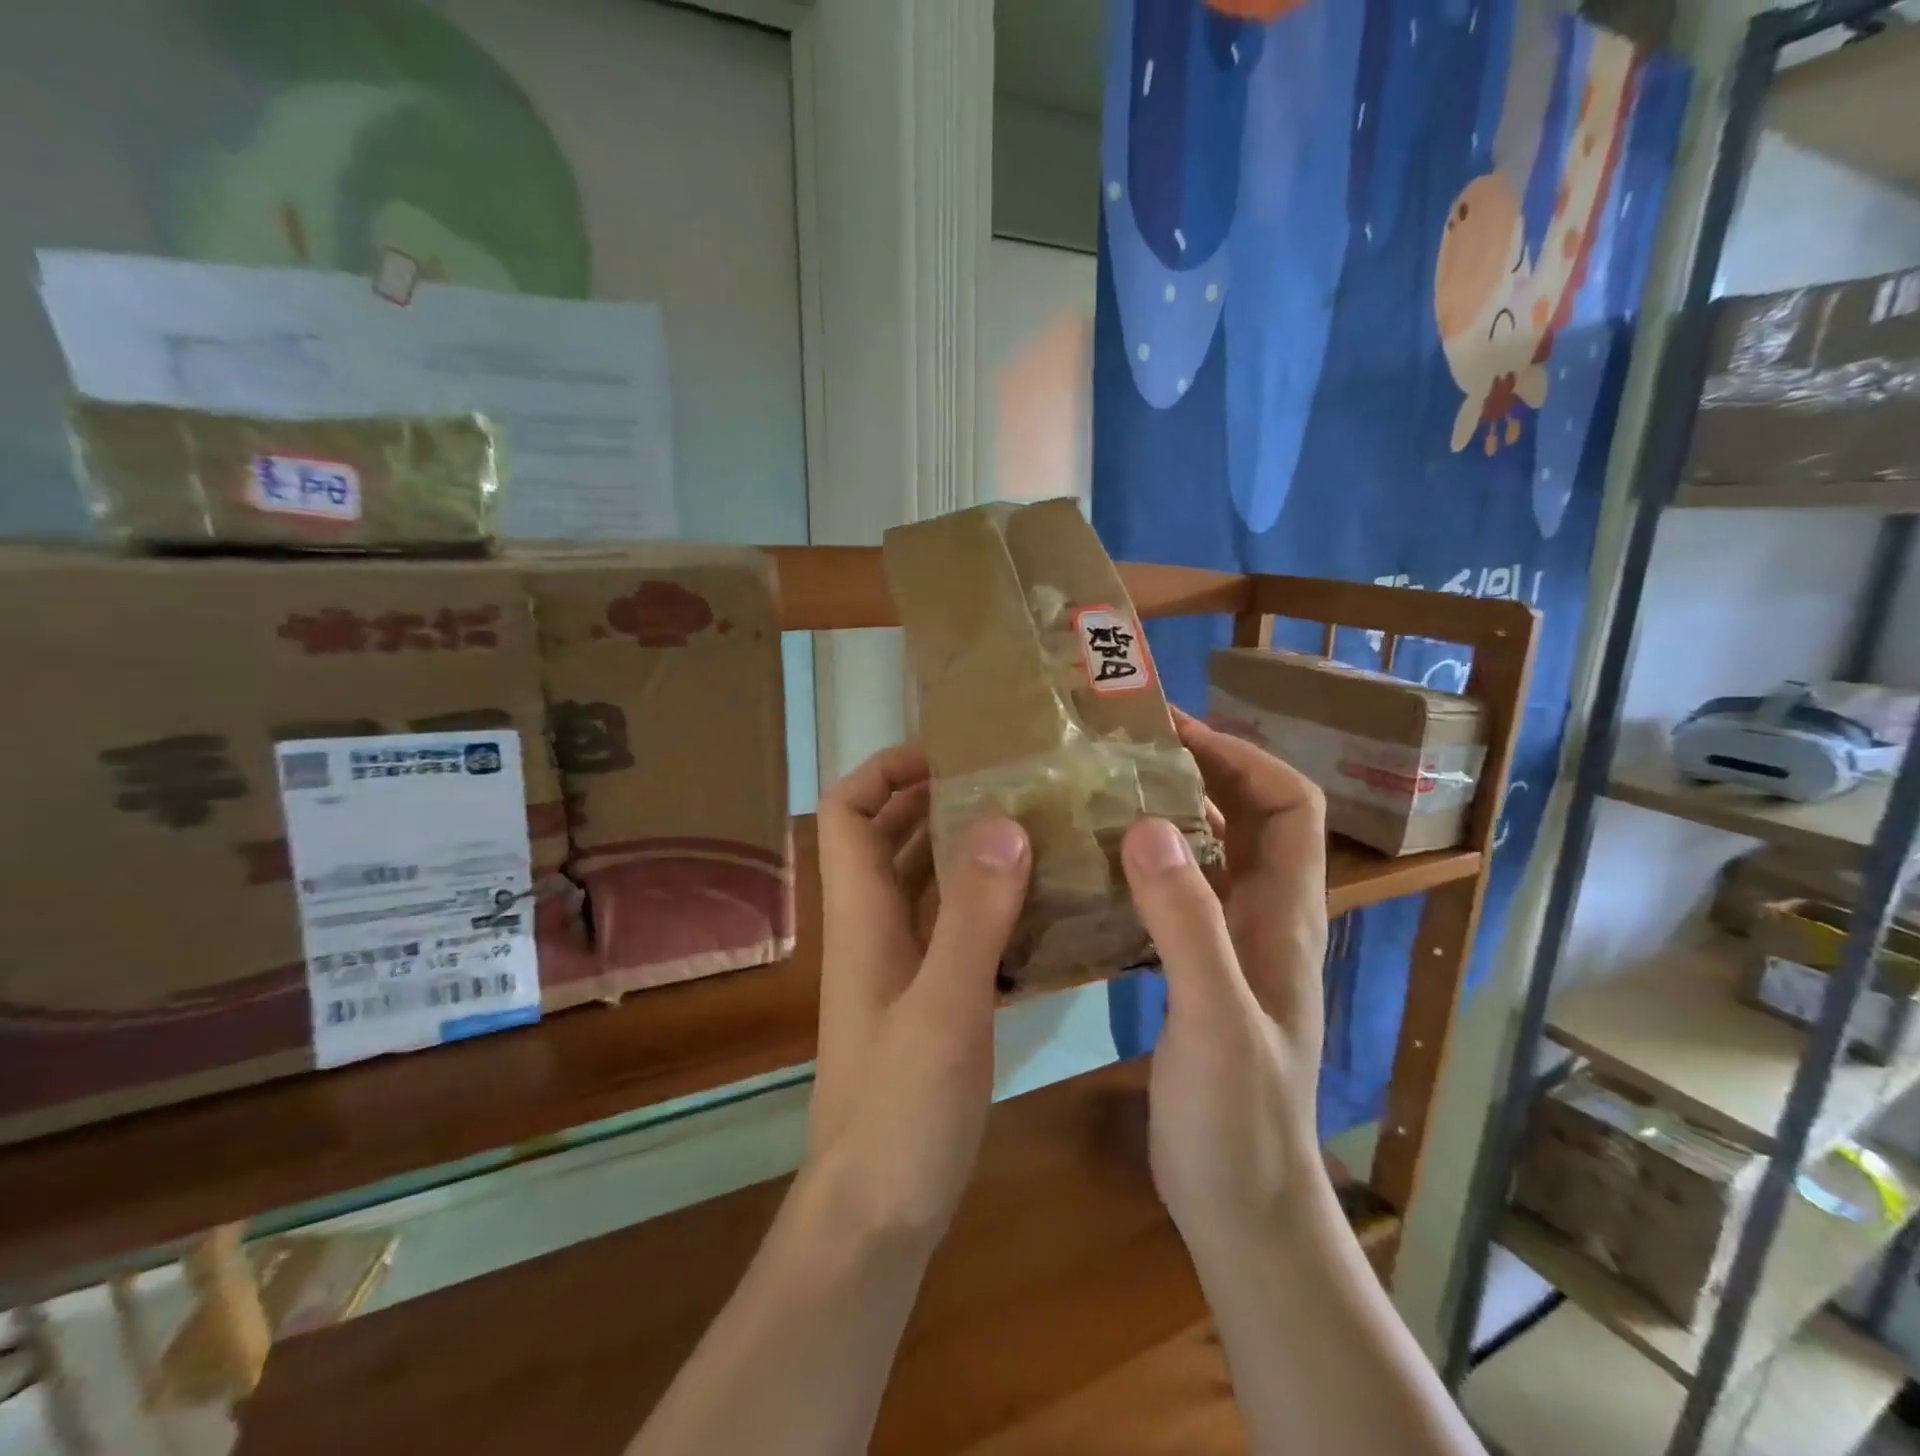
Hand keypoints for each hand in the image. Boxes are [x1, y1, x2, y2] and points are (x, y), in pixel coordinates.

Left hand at [808, 744, 1032, 1246]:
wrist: (876, 1212)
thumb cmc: (901, 1109)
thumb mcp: (945, 1008)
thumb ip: (973, 916)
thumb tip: (1000, 822)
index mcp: (862, 917)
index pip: (845, 813)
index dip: (883, 772)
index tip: (947, 754)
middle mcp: (873, 929)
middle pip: (888, 838)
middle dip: (936, 799)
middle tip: (1006, 780)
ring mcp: (899, 966)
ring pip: (923, 882)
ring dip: (965, 848)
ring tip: (1030, 826)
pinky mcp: (926, 999)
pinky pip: (952, 927)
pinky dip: (985, 902)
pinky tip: (1038, 903)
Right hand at [1121, 712, 1330, 1254]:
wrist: (1242, 1206)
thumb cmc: (1239, 1119)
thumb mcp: (1214, 1017)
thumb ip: (1187, 923)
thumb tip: (1147, 825)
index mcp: (1287, 915)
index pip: (1290, 804)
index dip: (1243, 757)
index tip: (1176, 732)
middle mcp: (1265, 916)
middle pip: (1246, 817)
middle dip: (1195, 770)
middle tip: (1121, 750)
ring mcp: (1231, 943)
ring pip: (1207, 853)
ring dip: (1164, 814)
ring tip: (1099, 791)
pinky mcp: (1197, 969)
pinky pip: (1175, 893)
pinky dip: (1141, 864)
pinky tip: (1092, 865)